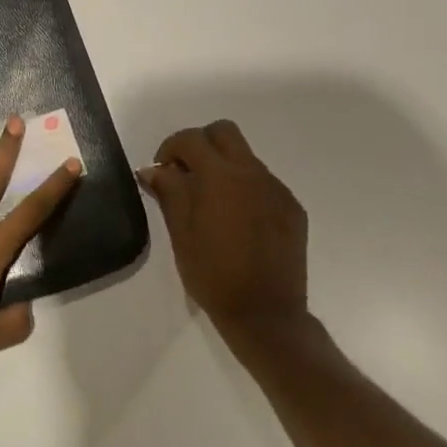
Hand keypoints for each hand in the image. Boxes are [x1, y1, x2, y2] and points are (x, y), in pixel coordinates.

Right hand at [137, 120, 309, 348]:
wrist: (266, 314)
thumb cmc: (213, 274)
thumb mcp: (180, 233)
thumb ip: (168, 192)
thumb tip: (154, 169)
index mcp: (220, 176)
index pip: (191, 139)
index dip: (170, 148)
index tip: (162, 171)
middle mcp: (252, 173)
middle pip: (224, 132)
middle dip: (201, 144)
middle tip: (187, 173)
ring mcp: (276, 189)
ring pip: (245, 157)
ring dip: (224, 166)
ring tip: (212, 202)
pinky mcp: (292, 208)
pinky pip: (263, 182)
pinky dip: (245, 188)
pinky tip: (238, 221)